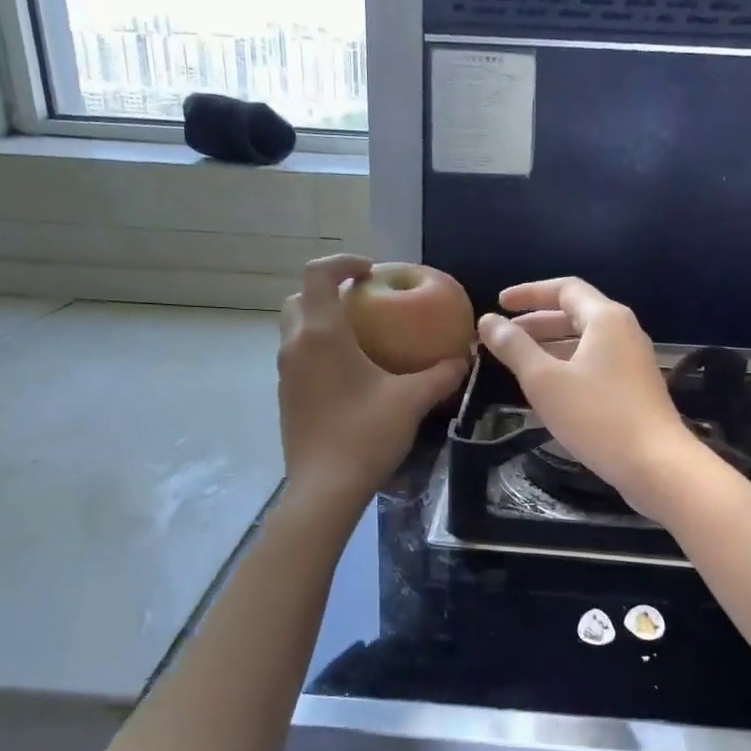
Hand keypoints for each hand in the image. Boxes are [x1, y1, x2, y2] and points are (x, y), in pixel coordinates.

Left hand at [278, 256, 467, 511]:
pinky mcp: (286, 396)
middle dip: (328, 290)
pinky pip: (297, 356)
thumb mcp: (411, 401)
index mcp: (322, 334)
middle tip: (362, 301)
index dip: (343, 262)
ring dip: (321, 320)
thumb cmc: (366, 435)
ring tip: (359, 335)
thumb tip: (464, 357)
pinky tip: (349, 373)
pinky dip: (317, 348)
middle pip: (300, 298)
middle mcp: (295, 346)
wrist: (325, 489)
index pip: (319, 274)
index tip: (371, 270)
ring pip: (294, 329)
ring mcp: (285, 373)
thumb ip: (440, 375)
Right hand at [478, 278, 702, 519]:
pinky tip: (550, 388)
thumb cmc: (597, 416)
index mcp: (606, 319)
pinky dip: (568, 364)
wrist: (656, 464)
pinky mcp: (635, 387)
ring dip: (551, 344)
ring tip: (519, 360)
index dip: (529, 293)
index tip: (499, 303)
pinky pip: (596, 363)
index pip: (564, 288)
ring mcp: (633, 360)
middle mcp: (624, 331)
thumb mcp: (545, 380)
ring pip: (586, 341)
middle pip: (576, 313)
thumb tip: (488, 320)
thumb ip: (514, 347)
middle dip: (537, 321)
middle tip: (504, 334)